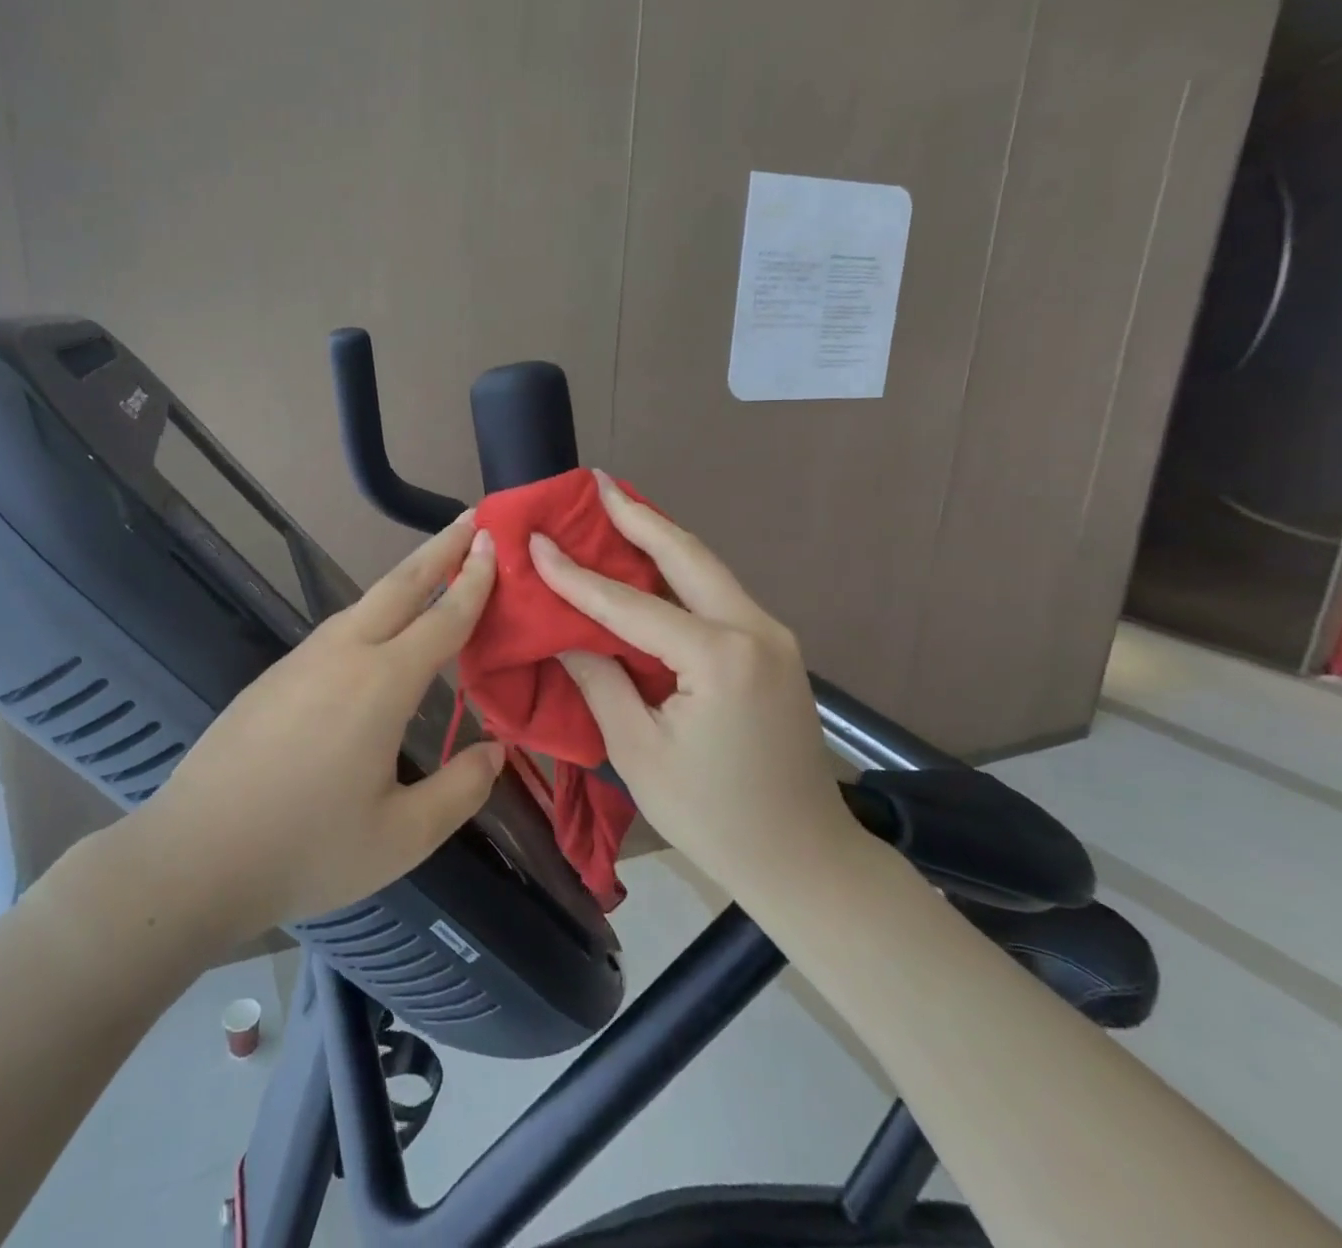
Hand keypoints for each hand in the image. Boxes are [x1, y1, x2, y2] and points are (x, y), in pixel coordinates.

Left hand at [54, 516, 505, 950]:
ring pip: (363, 603)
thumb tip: (497, 751)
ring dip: (404, 577)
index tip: (492, 540)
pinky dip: (372, 611)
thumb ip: (461, 790)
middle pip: (400, 586)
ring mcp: (301, 660)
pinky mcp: (273, 676)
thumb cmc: (306, 849)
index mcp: (381, 683)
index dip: (473, 580)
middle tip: (469, 517)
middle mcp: (343, 654)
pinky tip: (376, 631)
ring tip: (433, 567)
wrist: (194, 855)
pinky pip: (336, 628)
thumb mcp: (403, 836)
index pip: (443, 618)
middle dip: (439, 548)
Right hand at [528, 473, 859, 899]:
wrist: (805, 860)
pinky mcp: (774, 648)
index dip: (576, 574)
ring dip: (660, 536)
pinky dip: (680, 570)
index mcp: (718, 658)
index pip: (630, 604)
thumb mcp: (639, 752)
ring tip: (617, 507)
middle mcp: (754, 630)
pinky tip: (651, 561)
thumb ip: (601, 681)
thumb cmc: (713, 817)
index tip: (536, 540)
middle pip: (687, 555)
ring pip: (707, 568)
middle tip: (595, 481)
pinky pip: (718, 594)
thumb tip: (564, 634)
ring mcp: (772, 636)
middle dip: (637, 515)